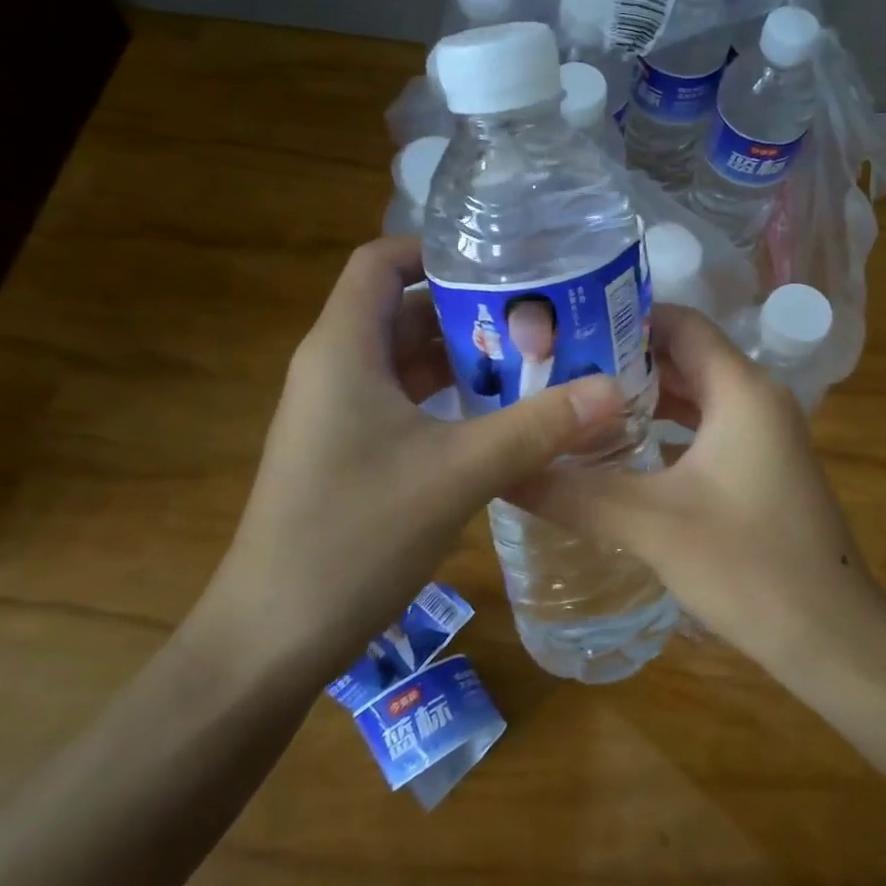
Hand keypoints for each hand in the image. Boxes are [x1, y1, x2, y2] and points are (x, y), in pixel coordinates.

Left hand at [194, 237, 627, 682]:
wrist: (273, 636)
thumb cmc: (355, 536)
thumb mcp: (458, 473)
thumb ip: (537, 427)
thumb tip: (613, 389)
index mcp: (344, 349)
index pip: (381, 262)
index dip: (436, 249)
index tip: (502, 261)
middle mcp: (335, 368)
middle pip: (403, 309)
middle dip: (470, 308)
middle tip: (541, 315)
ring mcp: (337, 412)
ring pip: (406, 359)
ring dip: (464, 356)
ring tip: (534, 359)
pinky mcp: (346, 450)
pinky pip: (402, 401)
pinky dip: (448, 396)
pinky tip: (498, 415)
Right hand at [510, 304, 885, 665]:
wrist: (830, 636)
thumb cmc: (746, 565)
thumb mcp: (648, 523)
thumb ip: (574, 493)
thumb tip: (504, 473)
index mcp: (741, 389)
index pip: (679, 323)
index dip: (624, 318)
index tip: (566, 328)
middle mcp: (757, 398)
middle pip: (684, 357)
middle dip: (623, 361)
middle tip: (558, 369)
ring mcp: (764, 435)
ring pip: (696, 396)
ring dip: (643, 398)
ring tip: (578, 406)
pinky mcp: (762, 468)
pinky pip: (707, 430)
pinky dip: (666, 431)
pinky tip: (622, 454)